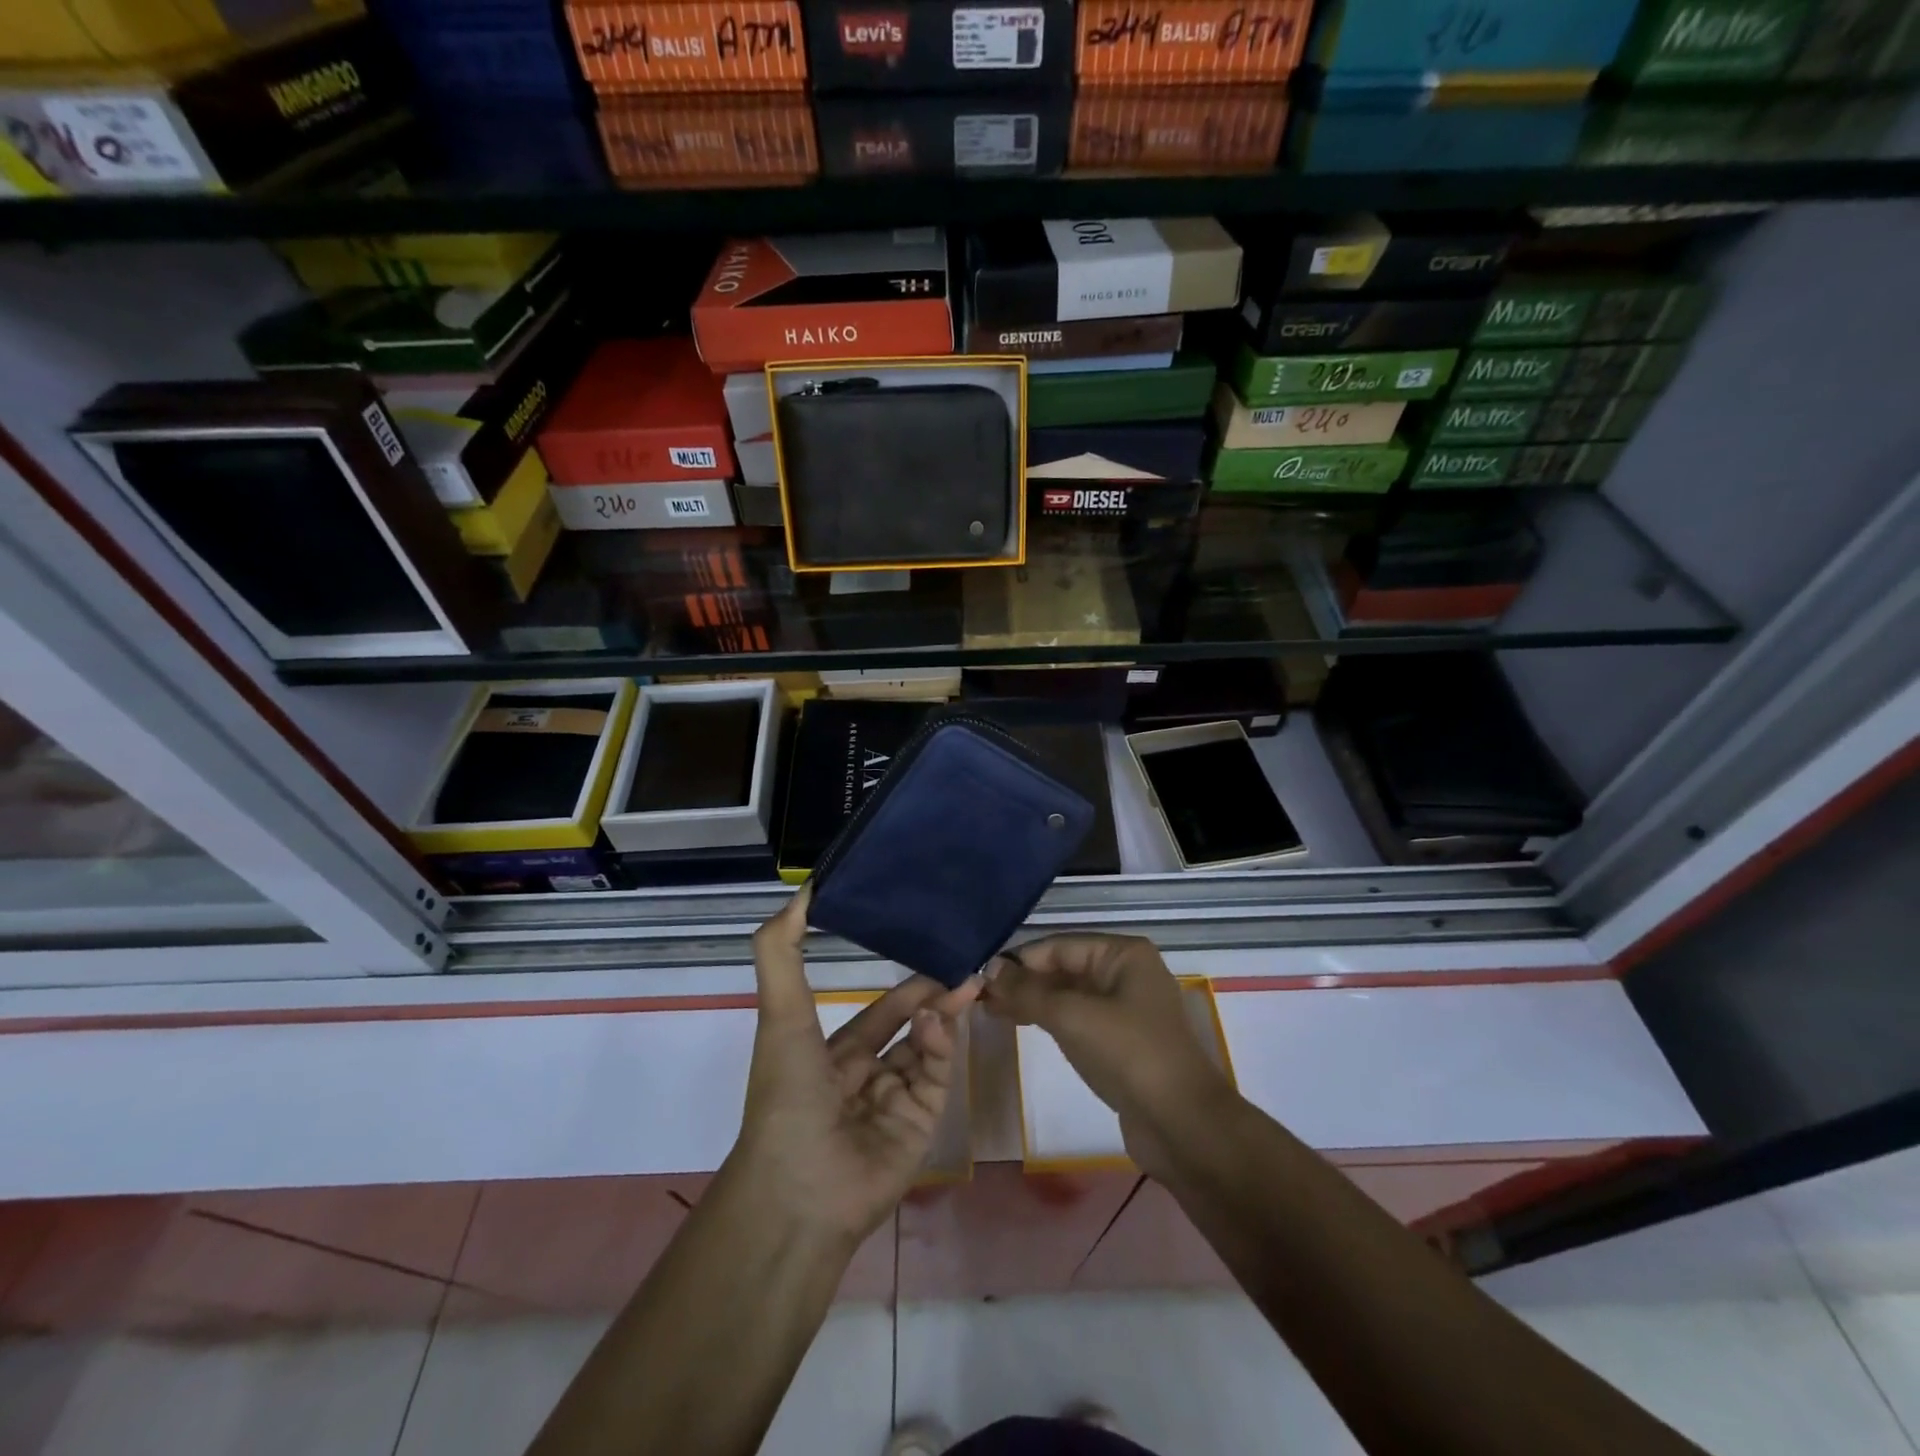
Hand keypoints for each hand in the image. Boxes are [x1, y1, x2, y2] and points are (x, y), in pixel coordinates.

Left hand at [727, 887, 980, 1247]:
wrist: (799, 1190)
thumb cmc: (787, 1094)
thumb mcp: (780, 1014)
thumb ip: (782, 951)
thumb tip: (802, 891)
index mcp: (834, 1056)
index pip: (881, 1013)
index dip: (906, 986)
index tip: (933, 951)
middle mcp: (868, 1077)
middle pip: (914, 1028)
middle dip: (938, 997)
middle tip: (967, 966)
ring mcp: (897, 1103)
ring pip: (930, 1049)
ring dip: (943, 1016)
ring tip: (962, 985)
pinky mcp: (921, 1126)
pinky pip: (936, 1077)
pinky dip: (941, 1047)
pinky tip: (937, 1022)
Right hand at [982, 934, 1234, 1180]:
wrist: (1182, 1125)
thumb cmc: (1129, 1054)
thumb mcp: (1073, 1016)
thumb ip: (1028, 991)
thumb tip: (989, 970)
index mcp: (1123, 954)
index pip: (1059, 945)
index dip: (1019, 959)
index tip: (979, 975)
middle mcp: (1126, 973)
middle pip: (1064, 967)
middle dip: (1023, 980)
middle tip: (979, 995)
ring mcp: (1125, 1008)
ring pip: (1068, 994)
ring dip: (1032, 1000)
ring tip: (990, 1009)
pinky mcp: (1121, 1041)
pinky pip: (1077, 1019)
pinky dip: (1049, 1019)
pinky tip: (1021, 1023)